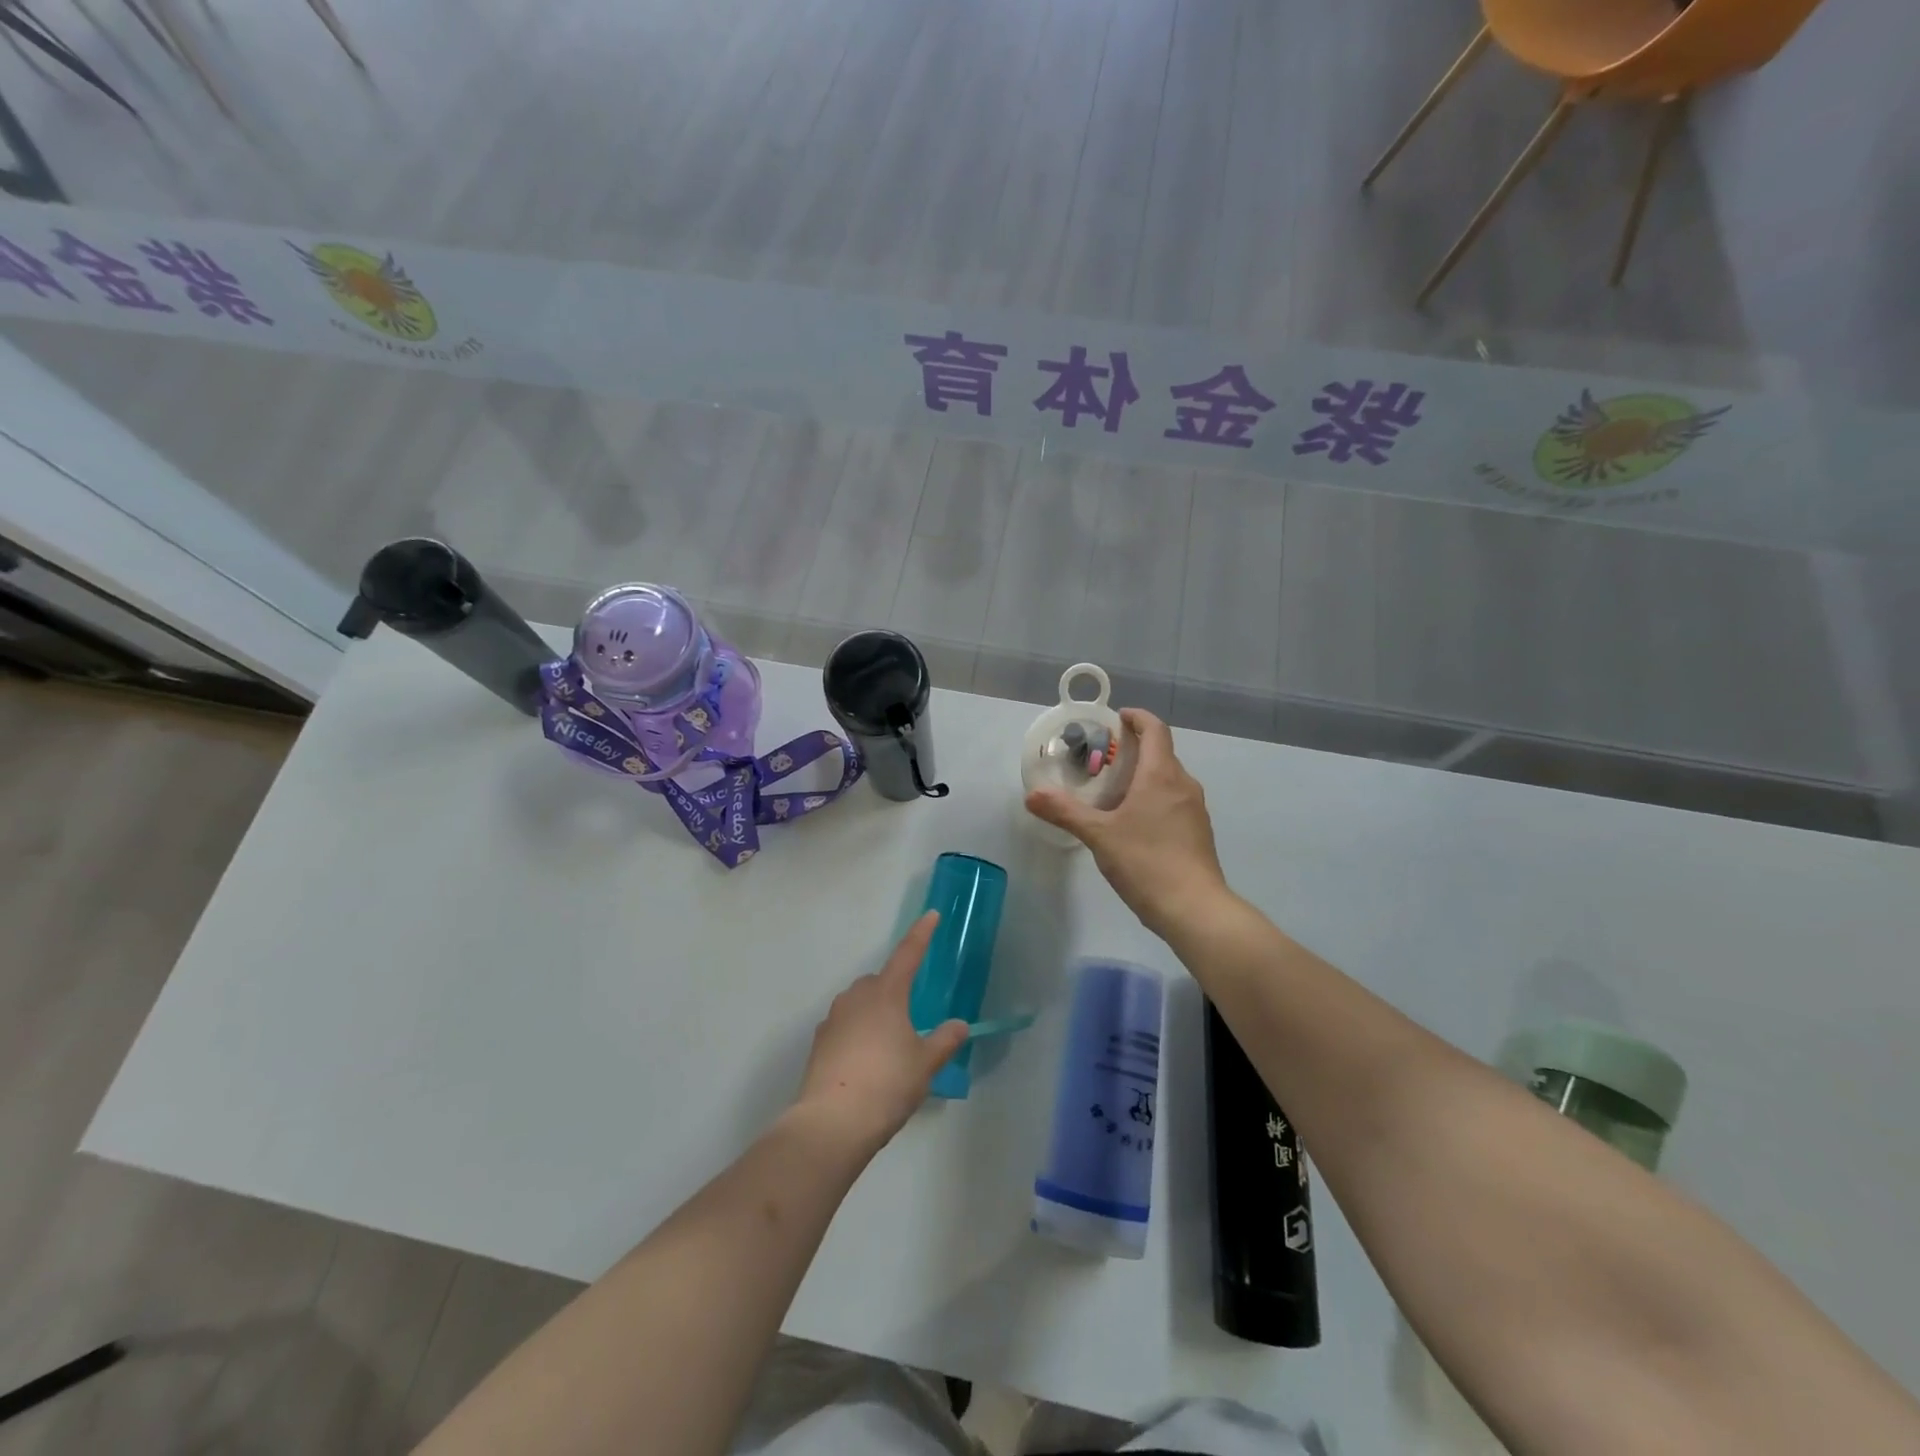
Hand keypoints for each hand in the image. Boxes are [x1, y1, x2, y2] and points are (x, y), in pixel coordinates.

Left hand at [793, 911, 968, 1152]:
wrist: (832, 1122)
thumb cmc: (887, 1084)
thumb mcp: (925, 1064)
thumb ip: (944, 1041)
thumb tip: (960, 1025)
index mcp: (886, 993)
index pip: (908, 954)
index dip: (922, 934)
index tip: (931, 915)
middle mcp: (857, 997)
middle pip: (880, 982)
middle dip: (895, 990)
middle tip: (910, 1021)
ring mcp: (834, 1018)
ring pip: (859, 1004)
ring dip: (874, 1013)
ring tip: (888, 1048)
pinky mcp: (819, 1042)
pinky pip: (845, 1026)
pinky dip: (857, 1034)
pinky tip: (865, 1063)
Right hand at [1025, 708, 1228, 938]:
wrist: (1194, 908)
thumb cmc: (1146, 862)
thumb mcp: (1099, 835)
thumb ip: (1065, 811)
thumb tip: (1031, 795)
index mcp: (1161, 775)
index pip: (1155, 729)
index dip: (1137, 718)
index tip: (1117, 718)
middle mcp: (1183, 784)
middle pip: (1161, 753)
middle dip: (1134, 749)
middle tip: (1102, 760)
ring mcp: (1195, 809)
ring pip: (1168, 779)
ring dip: (1144, 776)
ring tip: (1113, 792)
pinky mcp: (1198, 832)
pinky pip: (1174, 801)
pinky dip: (1154, 798)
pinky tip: (1134, 822)